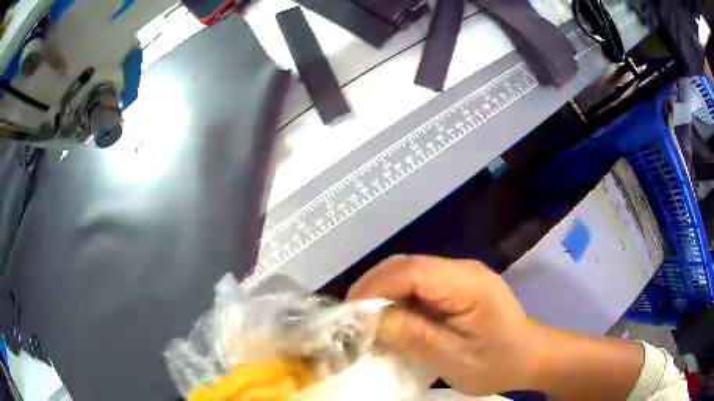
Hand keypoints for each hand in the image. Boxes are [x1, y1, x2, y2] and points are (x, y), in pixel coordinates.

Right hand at [347, 255, 544, 395]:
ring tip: (364, 321)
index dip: (376, 288)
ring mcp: (459, 274)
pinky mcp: (455, 285)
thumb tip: (370, 320)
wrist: (528, 356)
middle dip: (372, 288)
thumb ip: (414, 336)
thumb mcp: (455, 359)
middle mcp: (462, 269)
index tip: (351, 315)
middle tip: (351, 319)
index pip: (412, 272)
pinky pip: (417, 284)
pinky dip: (396, 298)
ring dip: (381, 292)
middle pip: (406, 265)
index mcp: (468, 284)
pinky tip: (389, 319)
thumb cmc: (497, 362)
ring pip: (408, 271)